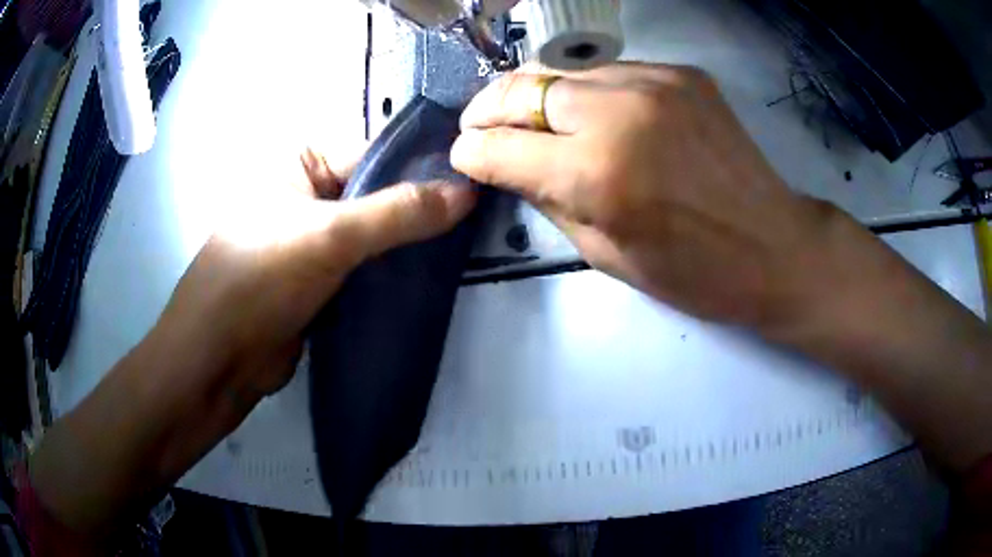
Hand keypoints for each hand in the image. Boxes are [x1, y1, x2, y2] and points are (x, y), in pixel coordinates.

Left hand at [162, 147, 476, 404]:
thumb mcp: (330, 236)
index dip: (425, 165)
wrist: (219, 360)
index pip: (376, 151)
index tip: (478, 181)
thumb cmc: (259, 279)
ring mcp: (315, 239)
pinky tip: (434, 277)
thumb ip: (398, 212)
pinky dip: (394, 273)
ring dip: (412, 244)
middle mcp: (309, 194)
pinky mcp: (322, 280)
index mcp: (302, 162)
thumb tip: (468, 192)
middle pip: (379, 193)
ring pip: (376, 234)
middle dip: (422, 209)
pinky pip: (367, 267)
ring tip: (467, 248)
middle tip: (480, 220)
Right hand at [451, 63, 826, 329]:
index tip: (463, 157)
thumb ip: (547, 198)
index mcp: (596, 173)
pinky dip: (586, 90)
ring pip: (560, 70)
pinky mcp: (680, 73)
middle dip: (488, 110)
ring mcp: (654, 82)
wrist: (774, 246)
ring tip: (530, 117)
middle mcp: (619, 111)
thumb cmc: (693, 271)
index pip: (498, 146)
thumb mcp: (604, 253)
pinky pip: (608, 71)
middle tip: (480, 127)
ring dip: (534, 95)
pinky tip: (593, 113)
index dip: (470, 153)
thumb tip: (508, 164)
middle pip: (520, 87)